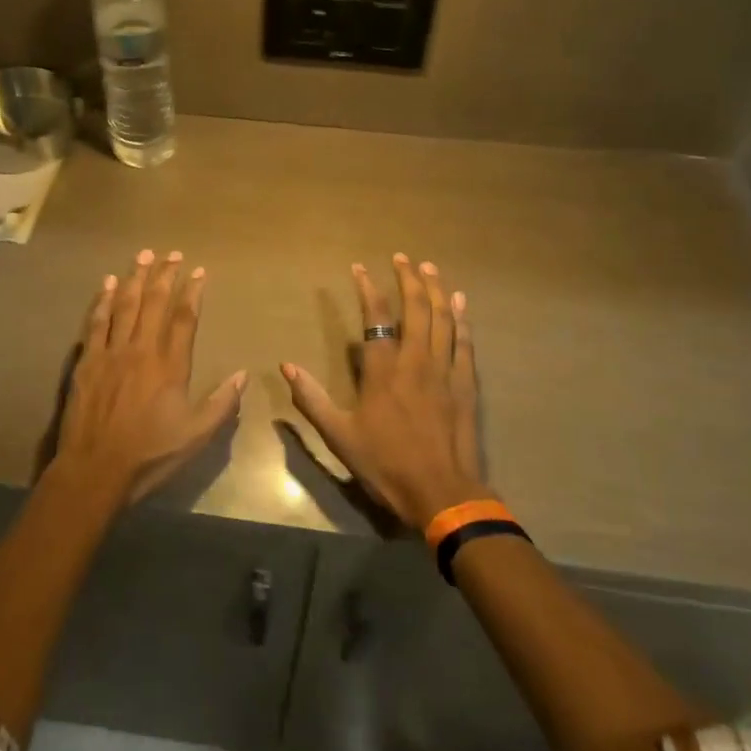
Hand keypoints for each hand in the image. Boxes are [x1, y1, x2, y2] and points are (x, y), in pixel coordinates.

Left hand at [56, 249, 246, 502]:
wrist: (95, 469)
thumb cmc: (150, 454)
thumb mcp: (196, 436)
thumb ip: (221, 403)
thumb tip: (243, 374)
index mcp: (170, 365)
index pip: (184, 318)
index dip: (193, 291)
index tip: (199, 271)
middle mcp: (141, 350)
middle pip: (154, 302)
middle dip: (165, 275)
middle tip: (171, 253)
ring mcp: (111, 353)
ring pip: (125, 305)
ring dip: (135, 278)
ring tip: (143, 255)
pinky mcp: (87, 361)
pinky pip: (96, 322)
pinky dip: (103, 300)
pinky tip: (108, 284)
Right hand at [282, 254, 489, 530]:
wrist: (441, 493)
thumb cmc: (385, 464)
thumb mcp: (339, 435)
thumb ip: (312, 399)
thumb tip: (285, 367)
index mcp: (383, 371)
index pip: (376, 317)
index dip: (368, 288)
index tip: (360, 267)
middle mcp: (416, 361)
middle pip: (416, 308)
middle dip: (409, 278)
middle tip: (403, 257)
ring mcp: (445, 370)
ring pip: (443, 318)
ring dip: (436, 289)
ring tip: (430, 267)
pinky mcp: (466, 384)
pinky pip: (465, 342)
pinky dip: (462, 318)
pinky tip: (460, 301)